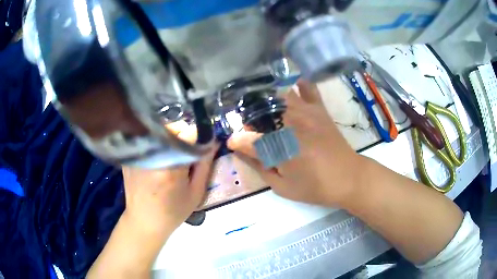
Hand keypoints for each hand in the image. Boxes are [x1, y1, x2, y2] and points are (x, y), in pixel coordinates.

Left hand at [122, 122, 217, 237]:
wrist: (144, 221)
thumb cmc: (173, 211)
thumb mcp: (196, 192)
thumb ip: (205, 164)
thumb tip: (213, 140)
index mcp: (171, 166)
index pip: (189, 133)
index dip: (199, 137)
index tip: (202, 145)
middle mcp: (152, 155)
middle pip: (173, 128)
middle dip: (184, 136)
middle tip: (186, 153)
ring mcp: (138, 153)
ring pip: (160, 130)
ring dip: (170, 138)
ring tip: (172, 155)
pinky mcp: (130, 154)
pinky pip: (149, 138)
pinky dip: (157, 142)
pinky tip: (158, 158)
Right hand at [227, 80, 364, 206]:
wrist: (348, 178)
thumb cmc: (315, 187)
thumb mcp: (283, 186)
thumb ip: (259, 166)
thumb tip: (239, 149)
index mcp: (282, 148)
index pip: (249, 139)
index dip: (237, 140)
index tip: (233, 142)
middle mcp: (292, 125)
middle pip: (261, 111)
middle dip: (249, 117)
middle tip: (247, 126)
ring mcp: (306, 112)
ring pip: (278, 95)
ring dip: (266, 100)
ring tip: (261, 108)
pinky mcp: (319, 109)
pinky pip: (307, 88)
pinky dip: (297, 85)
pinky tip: (290, 88)